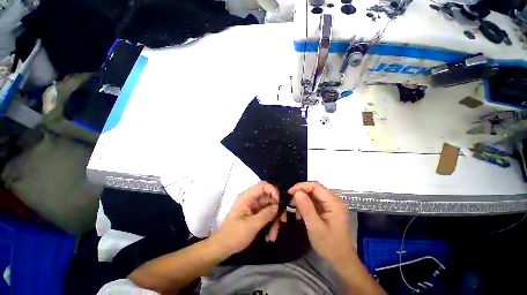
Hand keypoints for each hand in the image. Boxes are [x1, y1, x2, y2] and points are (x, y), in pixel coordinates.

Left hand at [214, 182, 285, 254]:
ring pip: (269, 208)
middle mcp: (251, 200)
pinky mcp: (255, 215)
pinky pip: (267, 215)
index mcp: (247, 197)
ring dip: (274, 220)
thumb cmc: (234, 235)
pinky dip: (270, 224)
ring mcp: (254, 208)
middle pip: (268, 198)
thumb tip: (279, 206)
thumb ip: (266, 214)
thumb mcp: (252, 225)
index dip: (273, 191)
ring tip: (273, 235)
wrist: (223, 247)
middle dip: (276, 209)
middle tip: (282, 221)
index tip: (280, 202)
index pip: (262, 186)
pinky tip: (270, 236)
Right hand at [289, 182, 353, 265]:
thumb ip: (306, 208)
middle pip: (314, 189)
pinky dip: (306, 206)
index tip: (289, 193)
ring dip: (302, 201)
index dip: (301, 186)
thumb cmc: (329, 245)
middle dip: (301, 194)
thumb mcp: (315, 227)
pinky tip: (301, 215)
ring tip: (296, 212)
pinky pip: (314, 202)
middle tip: (291, 204)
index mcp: (334, 202)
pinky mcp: (327, 209)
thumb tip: (297, 192)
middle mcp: (333, 200)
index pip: (315, 186)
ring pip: (312, 195)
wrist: (341, 260)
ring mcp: (331, 205)